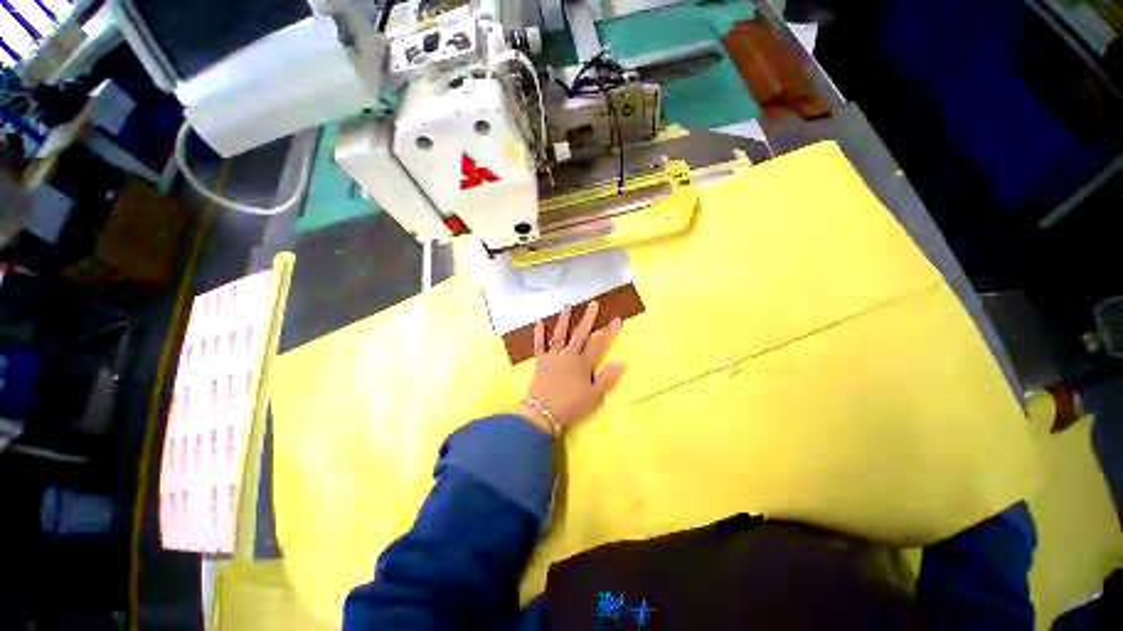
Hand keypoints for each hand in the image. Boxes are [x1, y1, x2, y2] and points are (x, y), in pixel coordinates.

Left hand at [518, 301, 624, 434]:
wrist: (543, 413)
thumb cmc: (572, 405)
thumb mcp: (594, 395)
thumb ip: (608, 377)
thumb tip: (621, 360)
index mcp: (583, 363)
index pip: (599, 343)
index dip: (609, 331)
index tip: (616, 318)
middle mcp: (569, 355)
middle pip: (580, 333)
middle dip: (588, 318)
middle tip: (593, 304)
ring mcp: (553, 356)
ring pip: (560, 334)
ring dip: (564, 319)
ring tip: (567, 306)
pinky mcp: (540, 361)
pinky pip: (539, 344)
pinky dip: (539, 333)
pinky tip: (539, 322)